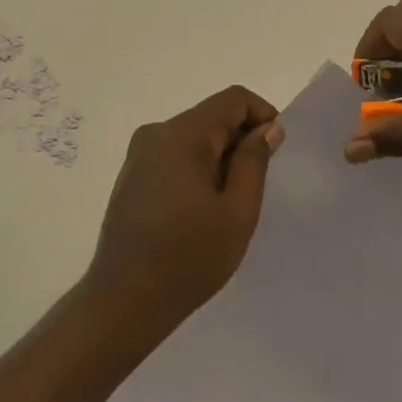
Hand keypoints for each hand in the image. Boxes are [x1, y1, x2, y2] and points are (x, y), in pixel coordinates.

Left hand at [87, 85, 283, 335]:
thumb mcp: (237, 212)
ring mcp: (139, 154)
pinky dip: (198, 169)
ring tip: (230, 205)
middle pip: (212, 117)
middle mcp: (156, 133)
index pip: (233, 99)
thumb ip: (254, 162)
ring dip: (220, 158)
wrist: (123, 302)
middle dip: (241, 141)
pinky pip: (175, 156)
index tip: (277, 151)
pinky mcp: (132, 175)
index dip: (262, 115)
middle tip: (257, 187)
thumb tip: (268, 128)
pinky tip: (202, 211)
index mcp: (182, 135)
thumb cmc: (188, 259)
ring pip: (194, 137)